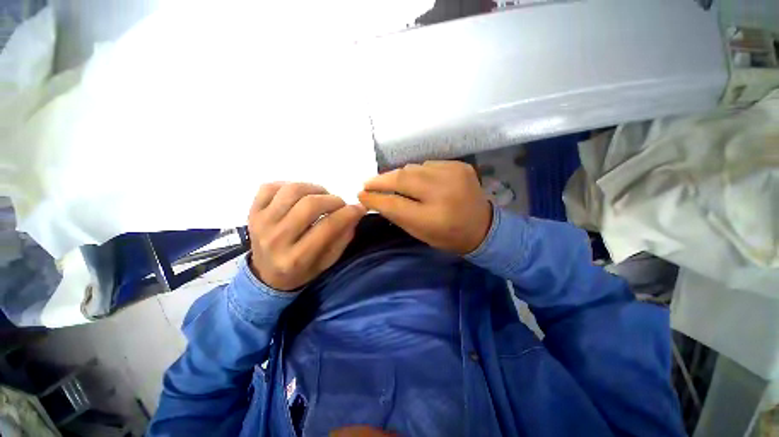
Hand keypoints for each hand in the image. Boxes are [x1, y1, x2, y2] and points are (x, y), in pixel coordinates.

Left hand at [248, 182, 365, 290]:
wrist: (266, 276)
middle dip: (333, 200)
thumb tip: (356, 212)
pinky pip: (270, 187)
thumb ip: (343, 238)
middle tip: (340, 204)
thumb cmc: (302, 271)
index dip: (348, 213)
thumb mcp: (328, 262)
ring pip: (292, 190)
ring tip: (322, 197)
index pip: (327, 227)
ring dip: (314, 189)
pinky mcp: (251, 212)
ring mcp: (260, 223)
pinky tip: (299, 196)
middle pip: (309, 205)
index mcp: (296, 258)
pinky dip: (289, 185)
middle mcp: (276, 240)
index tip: (359, 208)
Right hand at [358, 161, 491, 254]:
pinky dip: (417, 172)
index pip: (394, 204)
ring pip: (413, 168)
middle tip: (368, 183)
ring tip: (389, 182)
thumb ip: (396, 215)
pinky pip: (428, 165)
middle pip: (402, 179)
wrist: (483, 227)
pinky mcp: (460, 166)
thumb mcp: (419, 233)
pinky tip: (417, 181)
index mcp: (433, 218)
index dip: (374, 199)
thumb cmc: (448, 236)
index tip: (361, 194)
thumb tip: (374, 199)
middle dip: (381, 180)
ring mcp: (454, 175)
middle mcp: (444, 193)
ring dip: (398, 175)